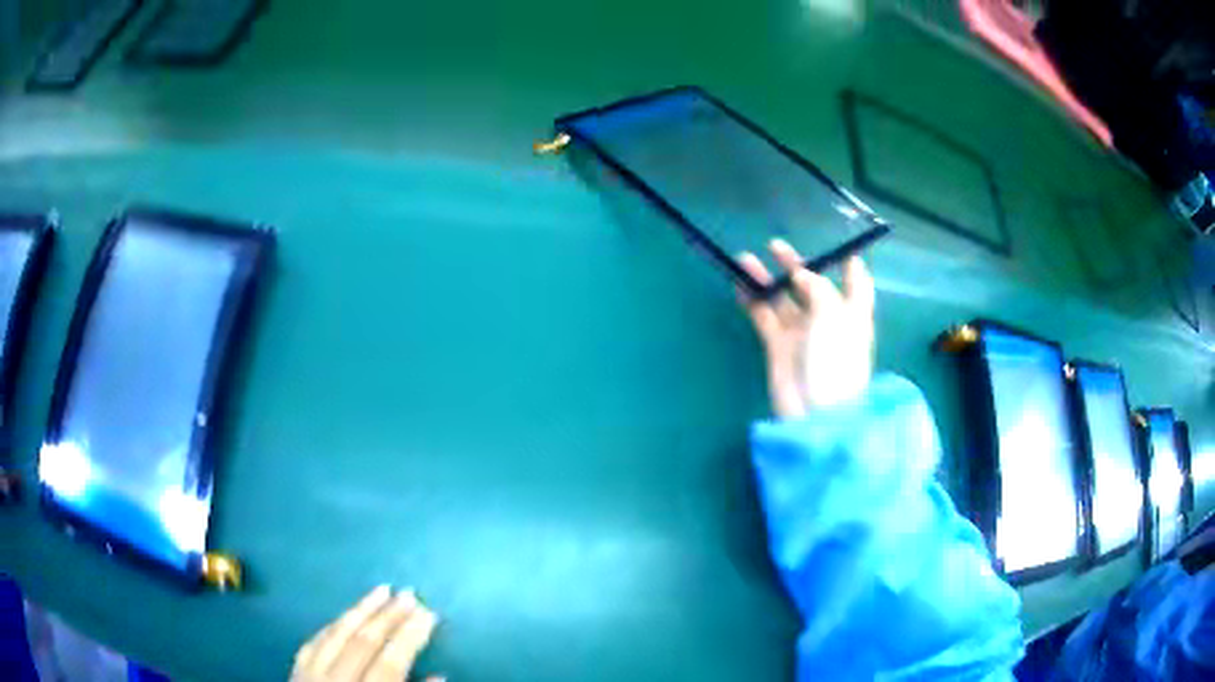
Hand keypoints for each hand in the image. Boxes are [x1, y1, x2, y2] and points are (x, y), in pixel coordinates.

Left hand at [293, 586, 440, 681]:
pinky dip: (331, 627)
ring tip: (380, 590)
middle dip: (388, 616)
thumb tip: (439, 676)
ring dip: (359, 611)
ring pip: (334, 635)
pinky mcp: (294, 675)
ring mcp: (309, 676)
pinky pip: (312, 643)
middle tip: (410, 593)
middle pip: (362, 642)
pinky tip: (342, 617)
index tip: (429, 613)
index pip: (390, 662)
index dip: (411, 636)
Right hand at [738, 240, 874, 418]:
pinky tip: (739, 285)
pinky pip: (764, 317)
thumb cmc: (835, 361)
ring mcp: (801, 333)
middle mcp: (827, 319)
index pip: (857, 285)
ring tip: (745, 259)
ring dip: (766, 280)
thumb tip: (800, 275)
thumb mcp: (833, 317)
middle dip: (795, 265)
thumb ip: (817, 289)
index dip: (850, 267)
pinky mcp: (778, 347)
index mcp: (851, 313)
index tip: (842, 249)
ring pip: (782, 299)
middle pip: (812, 286)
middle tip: (775, 246)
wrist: (816, 412)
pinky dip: (753, 301)